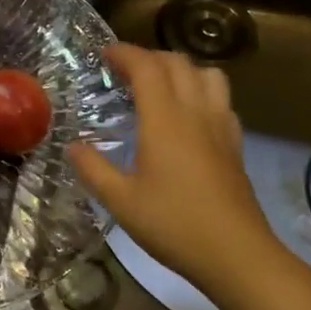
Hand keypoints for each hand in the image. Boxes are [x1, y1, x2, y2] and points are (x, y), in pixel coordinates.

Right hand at [69, 44, 281, 292]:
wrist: (238, 255)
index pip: (147, 67)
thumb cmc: (174, 225)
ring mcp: (221, 127)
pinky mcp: (235, 145)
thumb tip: (72, 146)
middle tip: (125, 70)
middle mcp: (196, 113)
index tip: (104, 54)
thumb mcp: (121, 201)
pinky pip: (222, 100)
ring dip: (182, 69)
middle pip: (178, 63)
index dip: (125, 53)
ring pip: (208, 75)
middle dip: (150, 57)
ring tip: (160, 85)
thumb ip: (93, 169)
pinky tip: (189, 116)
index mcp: (165, 120)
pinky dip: (202, 92)